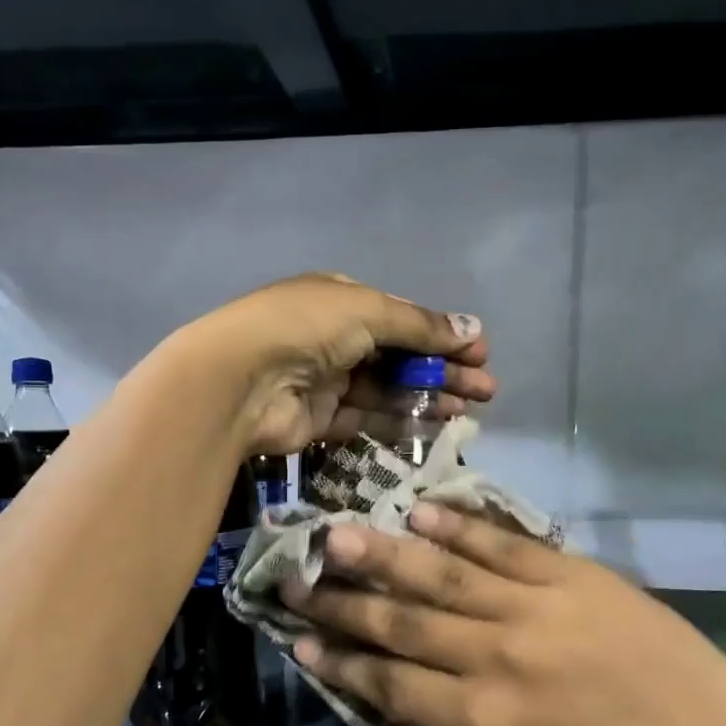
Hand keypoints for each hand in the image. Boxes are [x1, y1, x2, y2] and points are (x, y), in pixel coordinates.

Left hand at [191, 274, 495, 455]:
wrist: (240, 380)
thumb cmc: (306, 328)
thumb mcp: (368, 311)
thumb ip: (420, 326)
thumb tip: (472, 329)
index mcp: (341, 300)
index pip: (402, 318)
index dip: (442, 336)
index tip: (480, 354)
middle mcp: (334, 338)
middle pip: (400, 356)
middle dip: (443, 371)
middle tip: (486, 390)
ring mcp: (326, 380)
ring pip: (387, 390)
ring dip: (428, 397)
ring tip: (470, 409)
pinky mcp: (320, 419)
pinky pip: (367, 419)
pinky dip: (400, 421)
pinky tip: (434, 425)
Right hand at [283, 505, 725, 725]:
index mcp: (478, 721)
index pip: (389, 684)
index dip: (341, 661)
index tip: (300, 636)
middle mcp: (491, 660)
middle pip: (400, 624)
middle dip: (341, 602)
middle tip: (293, 578)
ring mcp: (529, 610)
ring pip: (439, 577)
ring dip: (383, 555)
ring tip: (336, 533)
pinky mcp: (567, 575)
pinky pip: (501, 546)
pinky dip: (459, 528)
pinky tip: (420, 511)